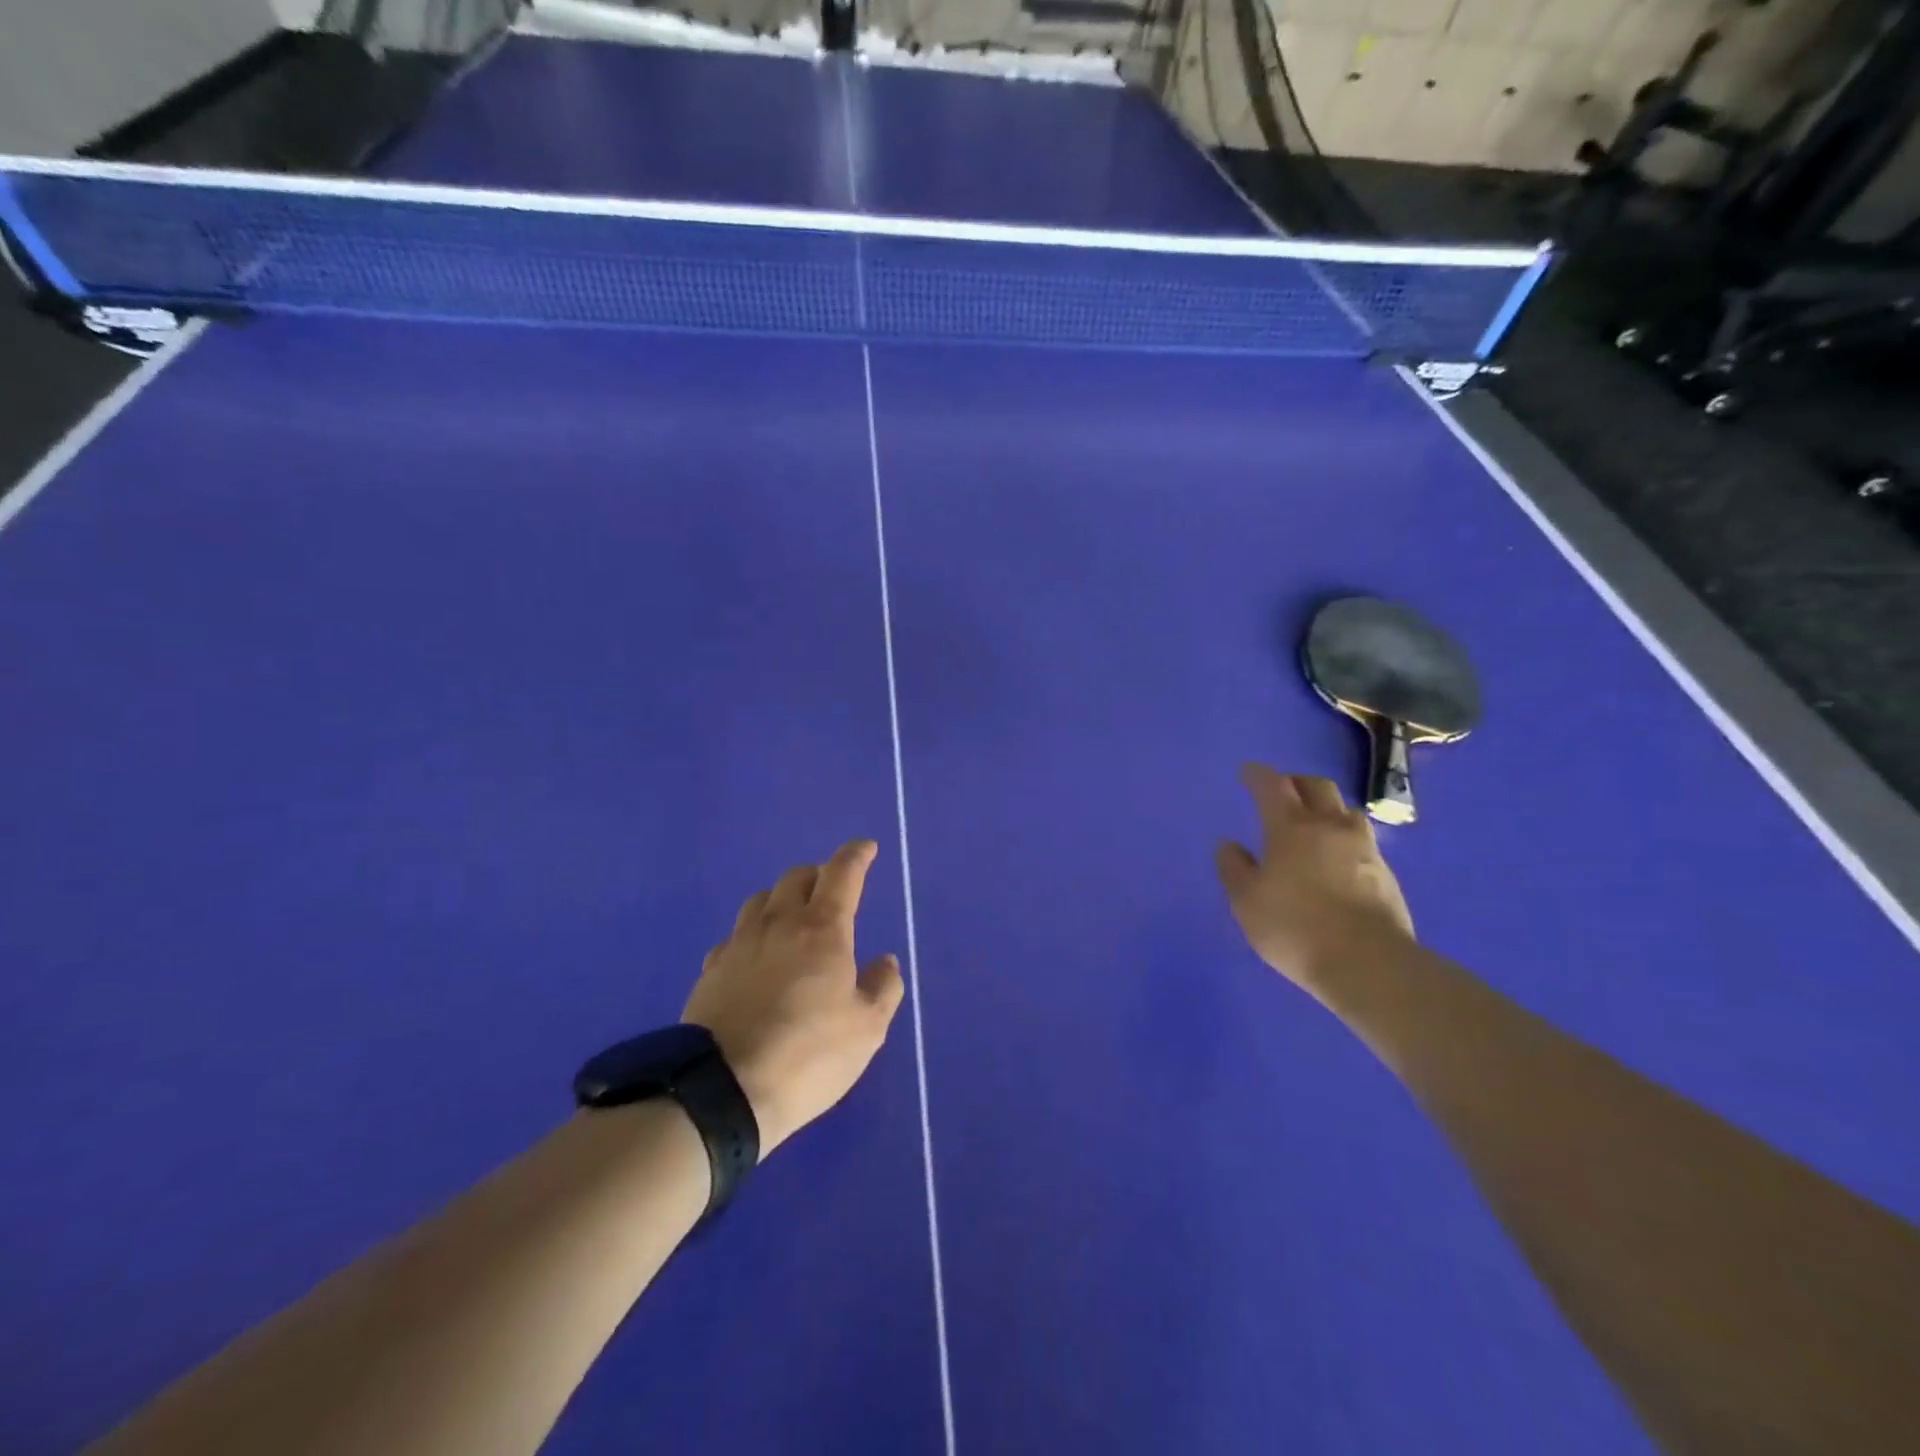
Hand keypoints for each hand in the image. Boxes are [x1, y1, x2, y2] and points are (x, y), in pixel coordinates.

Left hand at [682, 840, 904, 1156]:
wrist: (723, 1091)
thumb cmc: (808, 1055)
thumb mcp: (867, 1029)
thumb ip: (882, 988)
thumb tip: (884, 961)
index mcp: (822, 930)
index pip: (842, 874)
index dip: (856, 855)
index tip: (866, 847)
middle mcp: (779, 924)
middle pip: (796, 878)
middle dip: (818, 874)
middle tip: (832, 889)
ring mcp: (739, 945)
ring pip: (760, 900)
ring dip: (781, 898)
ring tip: (792, 917)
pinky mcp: (711, 971)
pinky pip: (734, 936)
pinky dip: (752, 934)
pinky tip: (755, 956)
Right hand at [1215, 764, 1415, 999]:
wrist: (1369, 964)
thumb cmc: (1295, 927)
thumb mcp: (1246, 901)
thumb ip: (1234, 868)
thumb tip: (1229, 844)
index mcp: (1291, 828)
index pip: (1273, 786)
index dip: (1258, 775)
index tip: (1248, 771)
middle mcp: (1330, 827)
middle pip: (1317, 786)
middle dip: (1296, 781)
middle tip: (1282, 789)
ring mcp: (1364, 849)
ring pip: (1346, 810)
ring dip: (1327, 806)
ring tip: (1315, 820)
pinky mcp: (1386, 874)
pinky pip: (1362, 840)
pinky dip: (1344, 836)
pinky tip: (1338, 856)